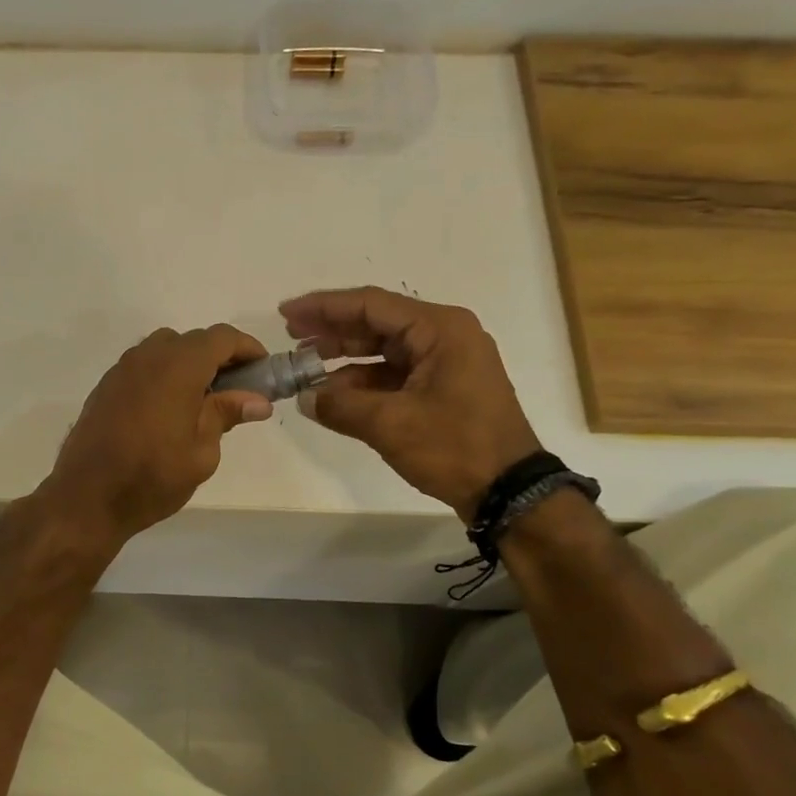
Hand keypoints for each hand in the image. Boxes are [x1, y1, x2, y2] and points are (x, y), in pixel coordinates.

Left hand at [41, 325, 273, 547]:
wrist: (86, 497)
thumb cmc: (152, 477)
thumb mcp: (202, 452)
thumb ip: (226, 415)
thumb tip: (257, 400)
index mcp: (178, 366)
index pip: (222, 338)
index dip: (248, 349)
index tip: (263, 370)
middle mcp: (148, 356)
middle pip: (193, 340)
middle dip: (220, 358)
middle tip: (237, 390)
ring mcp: (122, 369)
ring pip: (165, 349)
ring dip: (189, 364)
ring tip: (202, 400)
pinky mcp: (106, 386)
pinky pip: (143, 366)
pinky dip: (164, 375)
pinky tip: (168, 409)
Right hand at [281, 287, 542, 522]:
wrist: (509, 491)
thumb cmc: (455, 446)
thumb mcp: (391, 424)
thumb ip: (340, 406)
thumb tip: (305, 398)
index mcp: (439, 329)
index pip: (371, 305)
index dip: (324, 307)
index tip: (286, 313)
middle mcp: (444, 337)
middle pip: (376, 324)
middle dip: (332, 331)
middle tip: (291, 337)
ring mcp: (444, 364)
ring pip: (383, 351)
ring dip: (344, 360)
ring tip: (304, 368)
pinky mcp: (442, 389)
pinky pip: (394, 376)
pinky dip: (363, 384)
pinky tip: (332, 395)